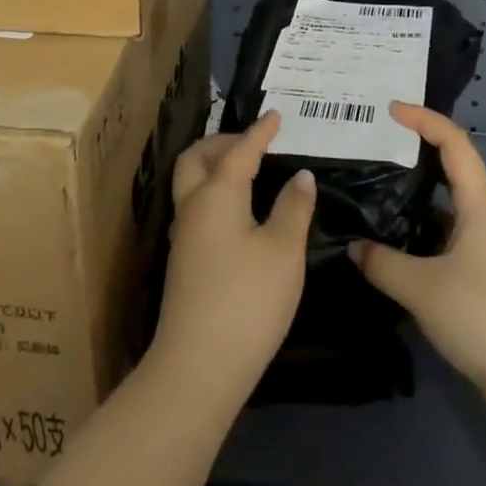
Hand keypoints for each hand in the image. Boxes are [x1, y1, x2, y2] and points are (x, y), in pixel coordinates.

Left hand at [149, 111, 314, 406]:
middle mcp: (194, 206)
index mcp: (217, 194)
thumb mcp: (284, 251)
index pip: (241, 151)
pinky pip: (197, 206)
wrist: (197, 369)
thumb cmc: (247, 301)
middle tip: (253, 141)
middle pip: (197, 158)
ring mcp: (184, 236)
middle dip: (222, 141)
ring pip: (191, 182)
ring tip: (248, 169)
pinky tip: (240, 210)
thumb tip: (301, 176)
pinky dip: (215, 191)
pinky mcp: (184, 262)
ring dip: (215, 166)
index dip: (260, 131)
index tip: (276, 115)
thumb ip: (294, 208)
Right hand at [350, 104, 485, 410]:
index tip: (390, 109)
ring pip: (449, 208)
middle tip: (378, 146)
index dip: (424, 118)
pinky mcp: (485, 279)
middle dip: (418, 151)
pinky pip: (448, 239)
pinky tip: (396, 247)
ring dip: (418, 196)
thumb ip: (383, 264)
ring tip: (377, 192)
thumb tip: (354, 248)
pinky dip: (422, 233)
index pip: (454, 143)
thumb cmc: (484, 317)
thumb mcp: (423, 288)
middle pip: (453, 169)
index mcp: (479, 205)